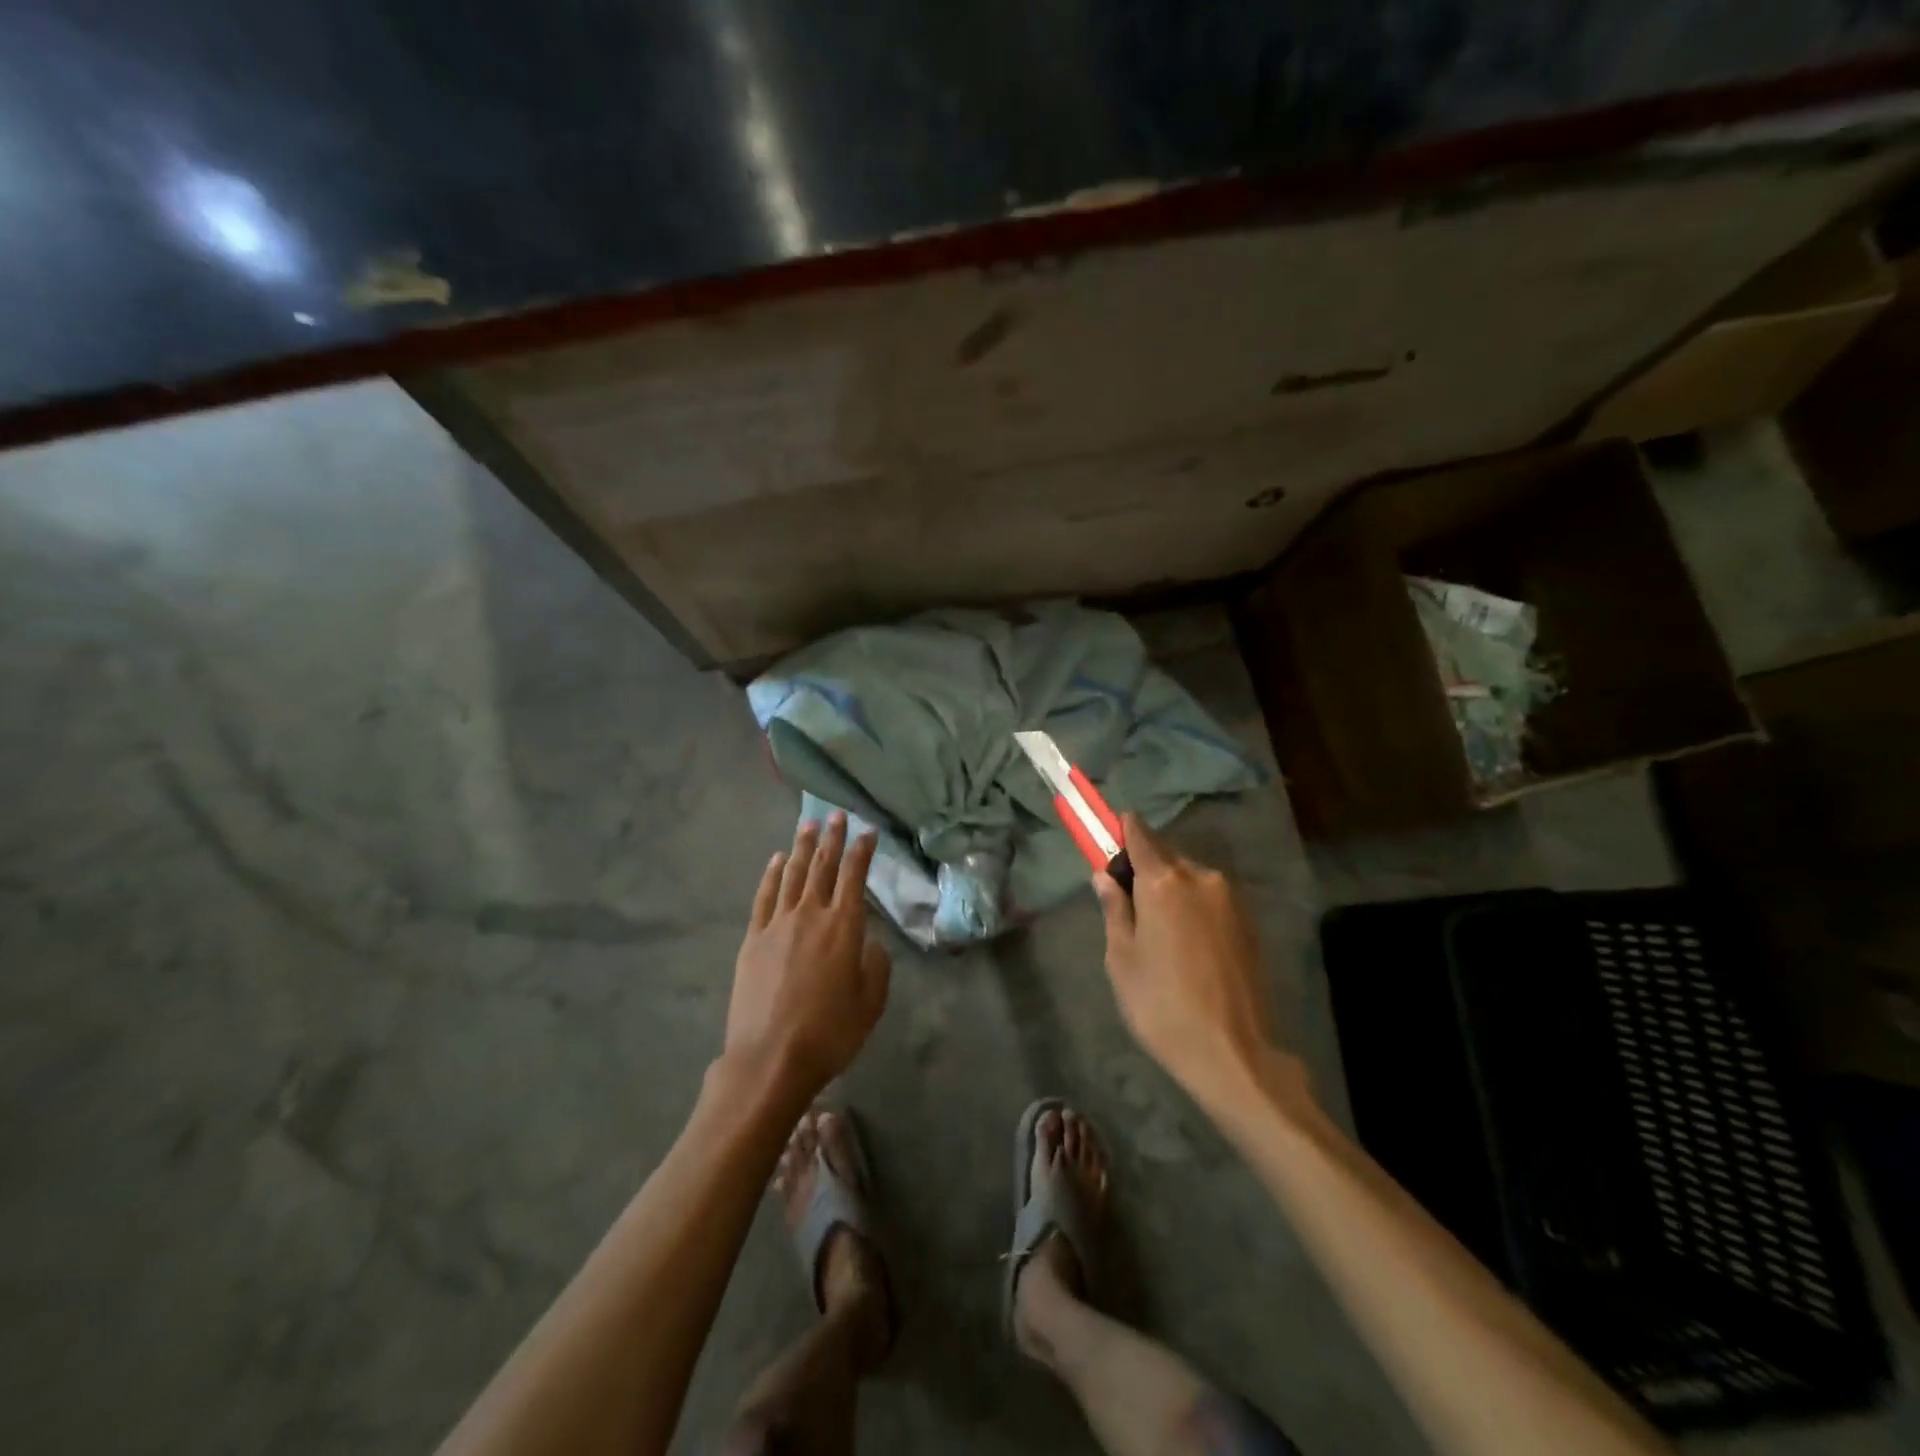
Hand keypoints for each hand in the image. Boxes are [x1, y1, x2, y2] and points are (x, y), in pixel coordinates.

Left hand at [724, 812, 890, 1100]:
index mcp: (844, 927)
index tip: (868, 830)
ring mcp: (778, 924)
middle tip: (837, 815)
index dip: (863, 851)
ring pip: (793, 874)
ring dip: (803, 847)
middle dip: (833, 838)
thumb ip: (876, 965)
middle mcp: (811, 914)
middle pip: (823, 866)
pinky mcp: (753, 938)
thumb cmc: (829, 1033)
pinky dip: (772, 874)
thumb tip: (869, 942)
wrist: (770, 1058)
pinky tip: (777, 860)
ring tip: (809, 826)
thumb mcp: (871, 1003)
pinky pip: (765, 896)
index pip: (855, 876)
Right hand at [1093, 815, 1307, 1116]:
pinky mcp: (1248, 922)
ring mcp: (1230, 899)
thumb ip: (1114, 908)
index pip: (1139, 834)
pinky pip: (1210, 898)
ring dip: (1170, 888)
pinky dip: (1192, 905)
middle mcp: (1201, 878)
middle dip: (1144, 866)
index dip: (1120, 830)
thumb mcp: (1121, 958)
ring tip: (1157, 929)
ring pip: (1189, 877)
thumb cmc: (1161, 1005)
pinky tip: (1185, 942)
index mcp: (1164, 881)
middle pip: (1165, 855)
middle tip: (1126, 899)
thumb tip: (1103, 875)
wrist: (1232, 1053)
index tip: (1107, 834)